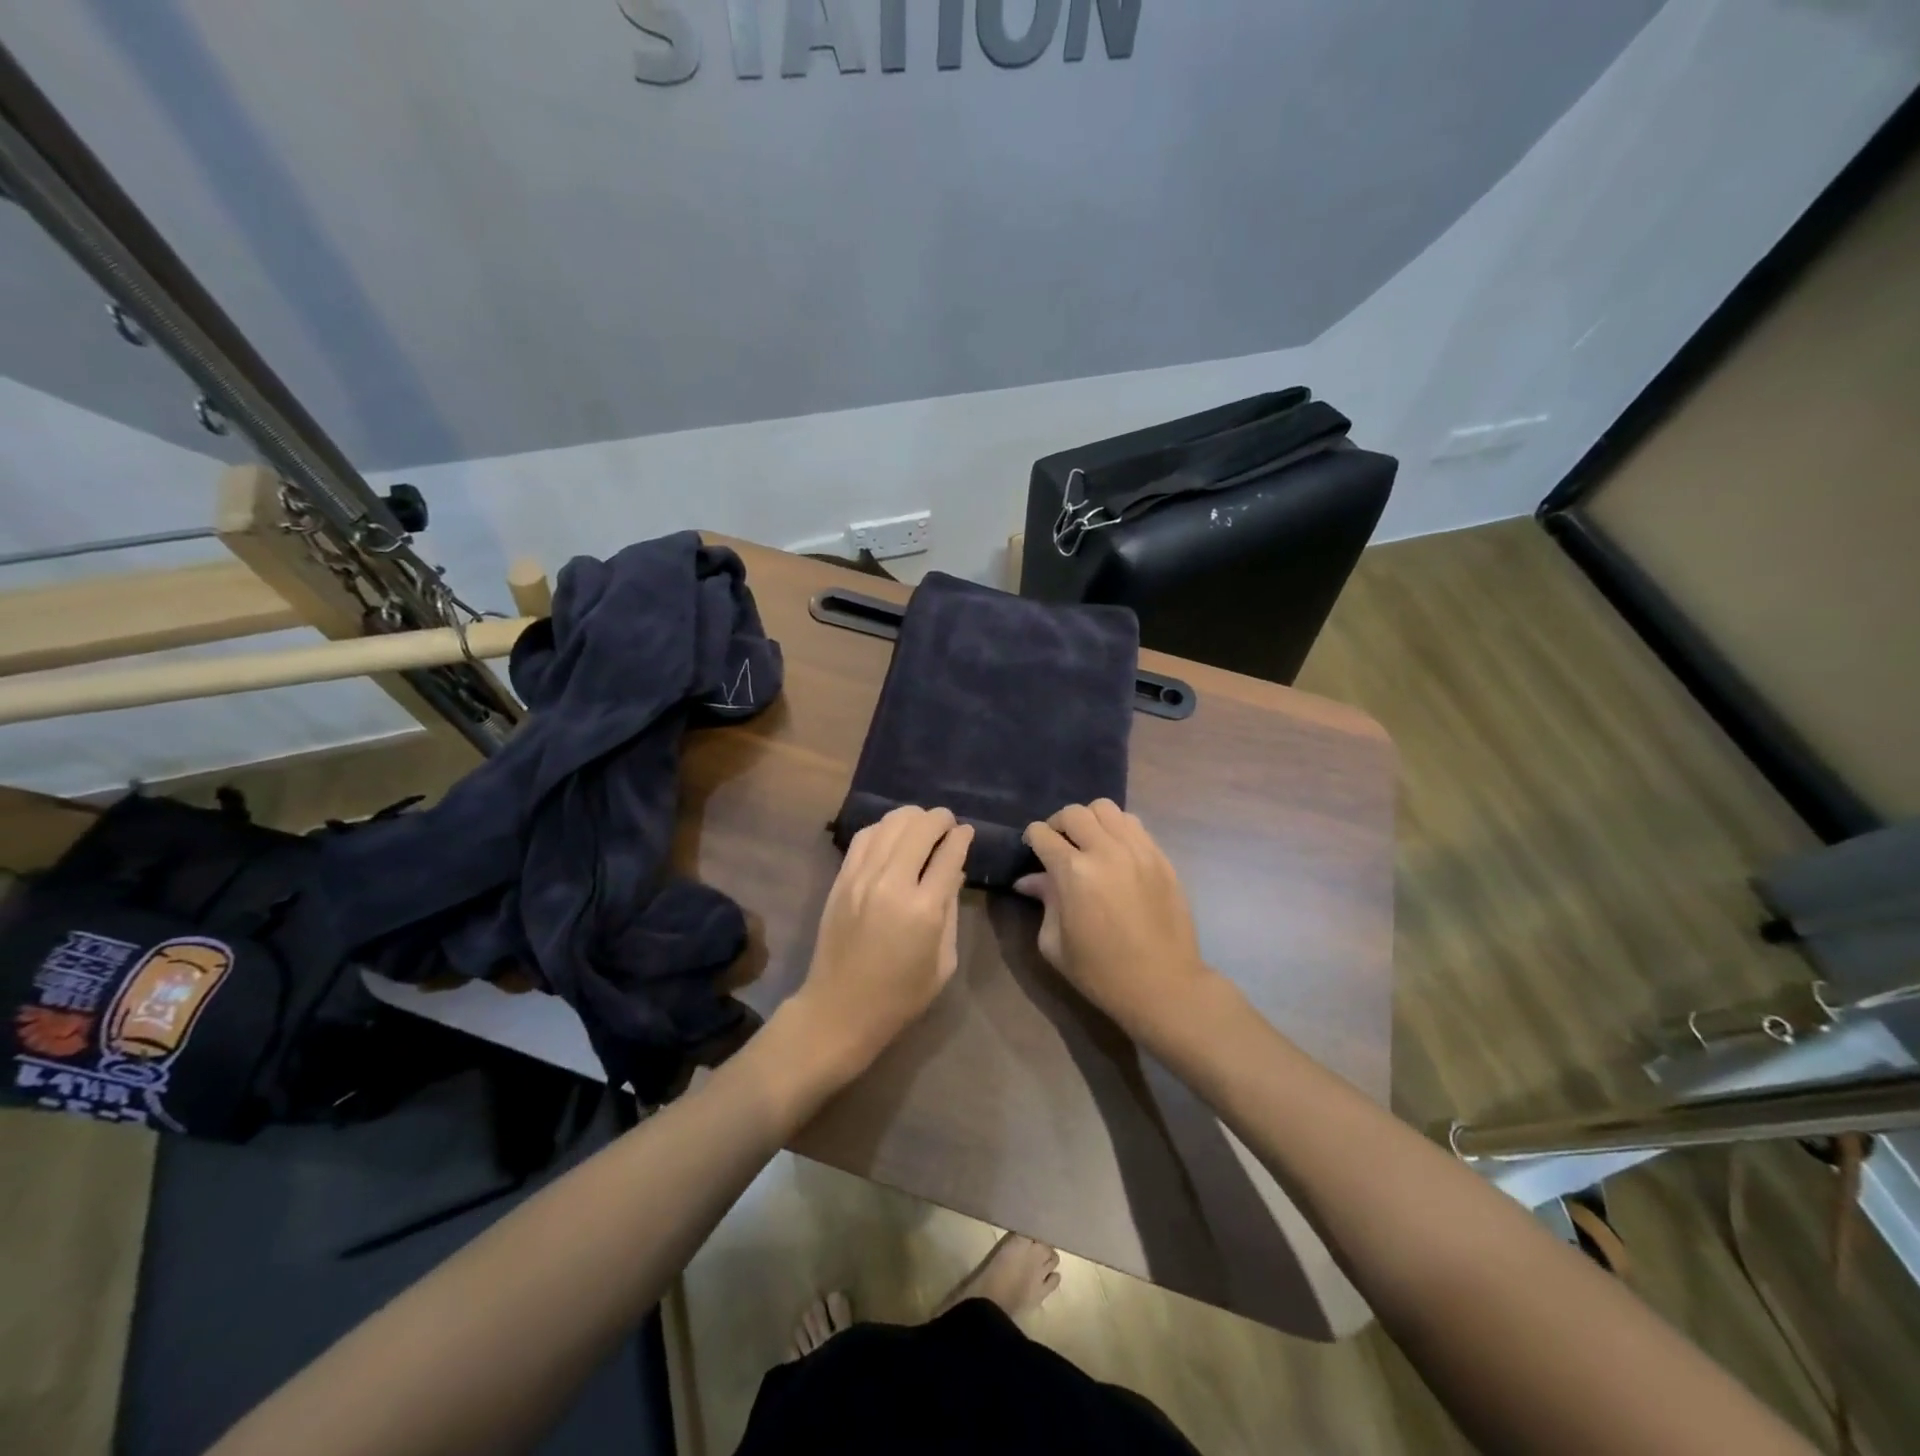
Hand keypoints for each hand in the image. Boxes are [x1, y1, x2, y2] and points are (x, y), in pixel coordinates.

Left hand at [795, 806, 973, 1080]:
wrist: (840, 1008)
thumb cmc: (901, 995)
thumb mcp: (943, 961)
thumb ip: (950, 910)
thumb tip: (954, 871)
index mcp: (923, 910)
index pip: (948, 854)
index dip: (962, 837)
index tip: (967, 831)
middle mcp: (892, 883)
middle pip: (920, 827)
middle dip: (940, 819)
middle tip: (948, 824)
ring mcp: (861, 877)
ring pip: (890, 824)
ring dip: (912, 817)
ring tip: (923, 825)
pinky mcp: (841, 879)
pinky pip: (864, 837)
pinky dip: (883, 827)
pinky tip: (893, 834)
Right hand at [1017, 801, 1214, 1039]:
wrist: (1163, 985)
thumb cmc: (1101, 972)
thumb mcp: (1055, 943)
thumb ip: (1044, 901)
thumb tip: (1028, 880)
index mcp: (1074, 873)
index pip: (1042, 834)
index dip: (1032, 839)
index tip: (1033, 850)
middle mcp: (1106, 851)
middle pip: (1074, 813)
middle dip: (1058, 824)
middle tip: (1058, 844)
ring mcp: (1138, 850)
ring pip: (1107, 809)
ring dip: (1090, 820)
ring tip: (1089, 842)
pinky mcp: (1161, 857)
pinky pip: (1134, 824)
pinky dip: (1118, 829)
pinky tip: (1116, 852)